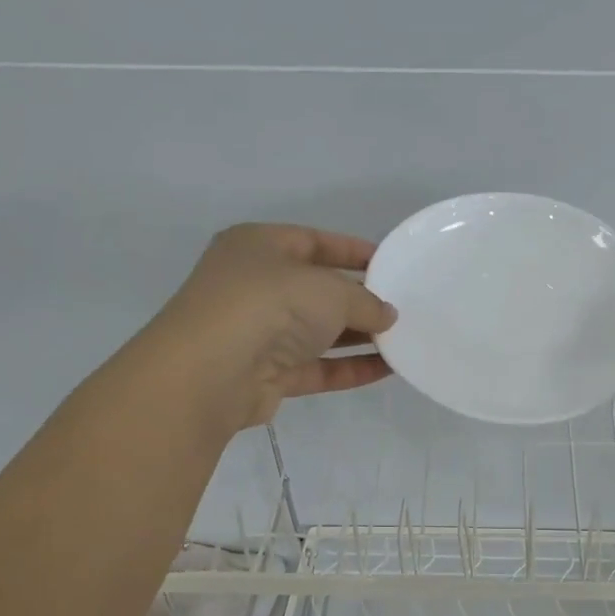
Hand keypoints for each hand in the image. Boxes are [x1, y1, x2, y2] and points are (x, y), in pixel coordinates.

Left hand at [143, 224, 395, 434]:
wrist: (211, 373)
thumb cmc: (268, 306)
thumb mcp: (329, 290)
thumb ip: (365, 301)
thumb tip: (388, 314)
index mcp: (258, 247)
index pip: (313, 241)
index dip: (353, 251)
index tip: (390, 263)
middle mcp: (255, 285)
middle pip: (317, 289)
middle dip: (360, 299)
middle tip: (403, 307)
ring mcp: (259, 332)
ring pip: (318, 331)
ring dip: (359, 337)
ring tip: (403, 340)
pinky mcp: (267, 374)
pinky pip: (317, 367)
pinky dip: (349, 367)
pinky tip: (387, 370)